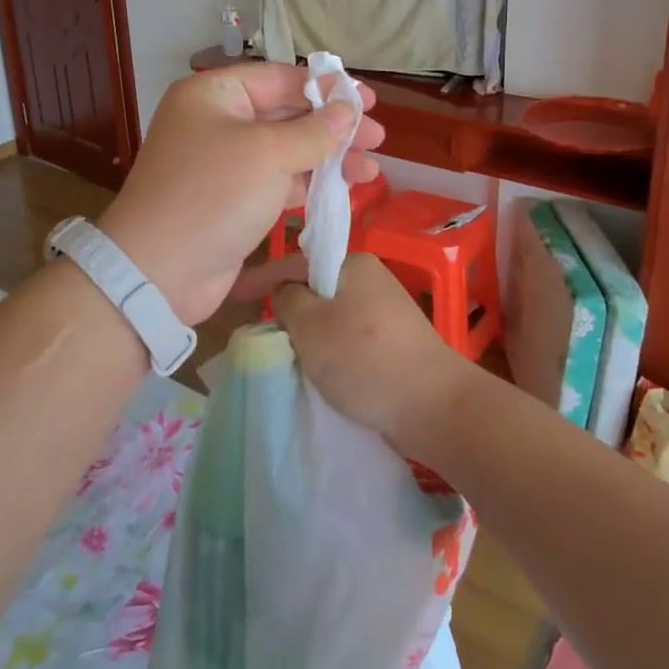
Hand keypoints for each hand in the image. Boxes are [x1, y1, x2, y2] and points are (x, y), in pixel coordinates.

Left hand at [97, 64, 384, 324]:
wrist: (160, 271)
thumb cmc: (213, 195)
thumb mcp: (268, 154)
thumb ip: (314, 131)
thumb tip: (348, 110)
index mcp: (214, 95)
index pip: (278, 78)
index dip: (325, 87)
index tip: (368, 99)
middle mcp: (216, 122)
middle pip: (285, 113)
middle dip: (332, 125)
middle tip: (377, 136)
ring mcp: (224, 163)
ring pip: (286, 150)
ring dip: (328, 157)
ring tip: (372, 168)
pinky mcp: (233, 199)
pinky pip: (278, 180)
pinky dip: (309, 182)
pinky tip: (344, 187)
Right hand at [273, 253, 479, 458]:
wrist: (434, 406)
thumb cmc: (364, 358)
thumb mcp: (310, 324)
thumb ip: (287, 300)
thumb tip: (287, 294)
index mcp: (353, 263)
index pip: (294, 262)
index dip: (261, 277)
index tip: (234, 295)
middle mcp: (371, 278)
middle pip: (314, 288)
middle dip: (287, 308)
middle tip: (261, 331)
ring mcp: (386, 310)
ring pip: (330, 315)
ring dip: (308, 332)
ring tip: (287, 354)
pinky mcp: (394, 341)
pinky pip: (348, 336)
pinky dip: (330, 349)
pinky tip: (321, 368)